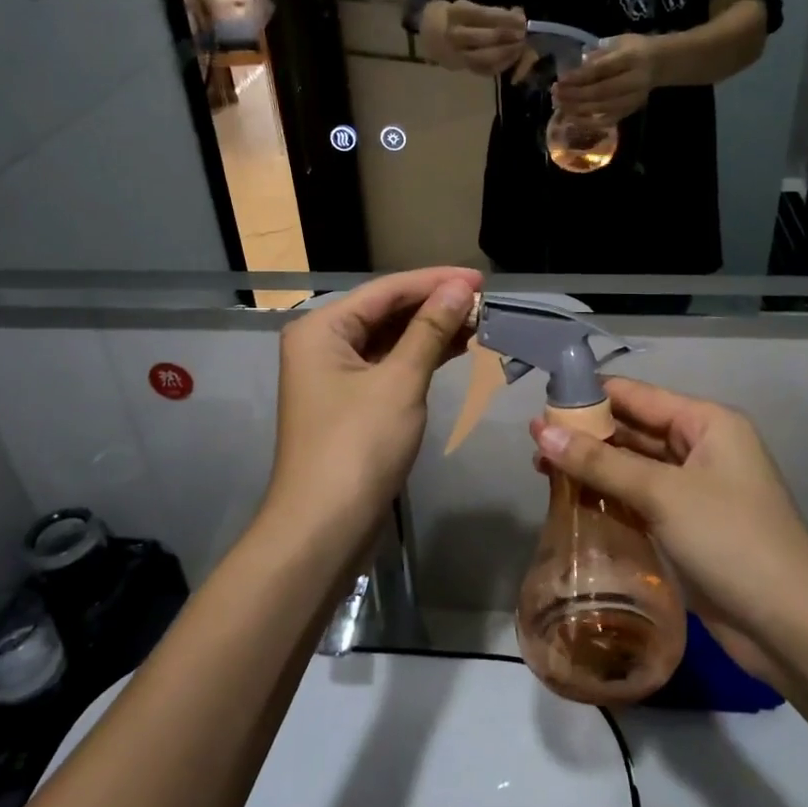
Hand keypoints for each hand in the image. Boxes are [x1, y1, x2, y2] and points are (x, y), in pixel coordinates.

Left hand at [265, 268, 481, 552]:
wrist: (324, 528)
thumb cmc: (358, 447)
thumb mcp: (400, 382)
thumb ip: (430, 330)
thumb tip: (461, 288)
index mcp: (322, 328)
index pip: (386, 291)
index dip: (435, 281)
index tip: (480, 278)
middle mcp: (323, 344)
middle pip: (386, 312)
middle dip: (434, 306)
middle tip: (485, 302)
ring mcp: (336, 375)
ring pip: (390, 340)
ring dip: (431, 332)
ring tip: (480, 323)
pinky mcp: (351, 402)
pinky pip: (389, 366)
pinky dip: (421, 358)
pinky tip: (456, 350)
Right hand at [432, 0, 526, 77]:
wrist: (427, 36)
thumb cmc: (452, 18)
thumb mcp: (466, 7)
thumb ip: (491, 12)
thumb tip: (518, 14)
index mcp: (455, 14)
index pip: (483, 16)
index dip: (505, 19)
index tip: (522, 19)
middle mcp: (454, 36)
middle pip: (485, 38)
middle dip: (508, 37)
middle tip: (523, 35)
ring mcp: (457, 55)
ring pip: (486, 57)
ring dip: (507, 53)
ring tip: (521, 46)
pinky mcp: (462, 68)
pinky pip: (485, 69)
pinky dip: (501, 64)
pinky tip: (512, 57)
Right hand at [529, 379, 807, 647]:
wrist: (790, 627)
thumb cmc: (731, 540)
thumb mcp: (662, 494)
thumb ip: (600, 462)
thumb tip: (539, 431)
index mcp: (706, 422)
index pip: (637, 395)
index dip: (590, 397)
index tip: (541, 404)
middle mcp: (701, 447)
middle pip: (634, 429)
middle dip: (587, 434)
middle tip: (533, 444)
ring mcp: (695, 488)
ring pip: (634, 466)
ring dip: (594, 468)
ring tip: (542, 471)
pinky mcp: (687, 525)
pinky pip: (640, 498)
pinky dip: (610, 497)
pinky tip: (572, 502)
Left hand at [553, 33, 657, 122]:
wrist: (660, 64)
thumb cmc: (634, 49)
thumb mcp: (618, 42)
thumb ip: (597, 54)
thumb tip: (574, 69)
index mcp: (630, 58)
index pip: (601, 70)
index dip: (579, 77)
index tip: (560, 80)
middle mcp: (633, 81)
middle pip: (600, 92)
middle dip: (574, 95)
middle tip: (555, 94)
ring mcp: (633, 99)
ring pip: (602, 108)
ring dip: (577, 109)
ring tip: (559, 105)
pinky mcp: (630, 110)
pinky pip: (607, 120)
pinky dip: (588, 122)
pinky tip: (572, 118)